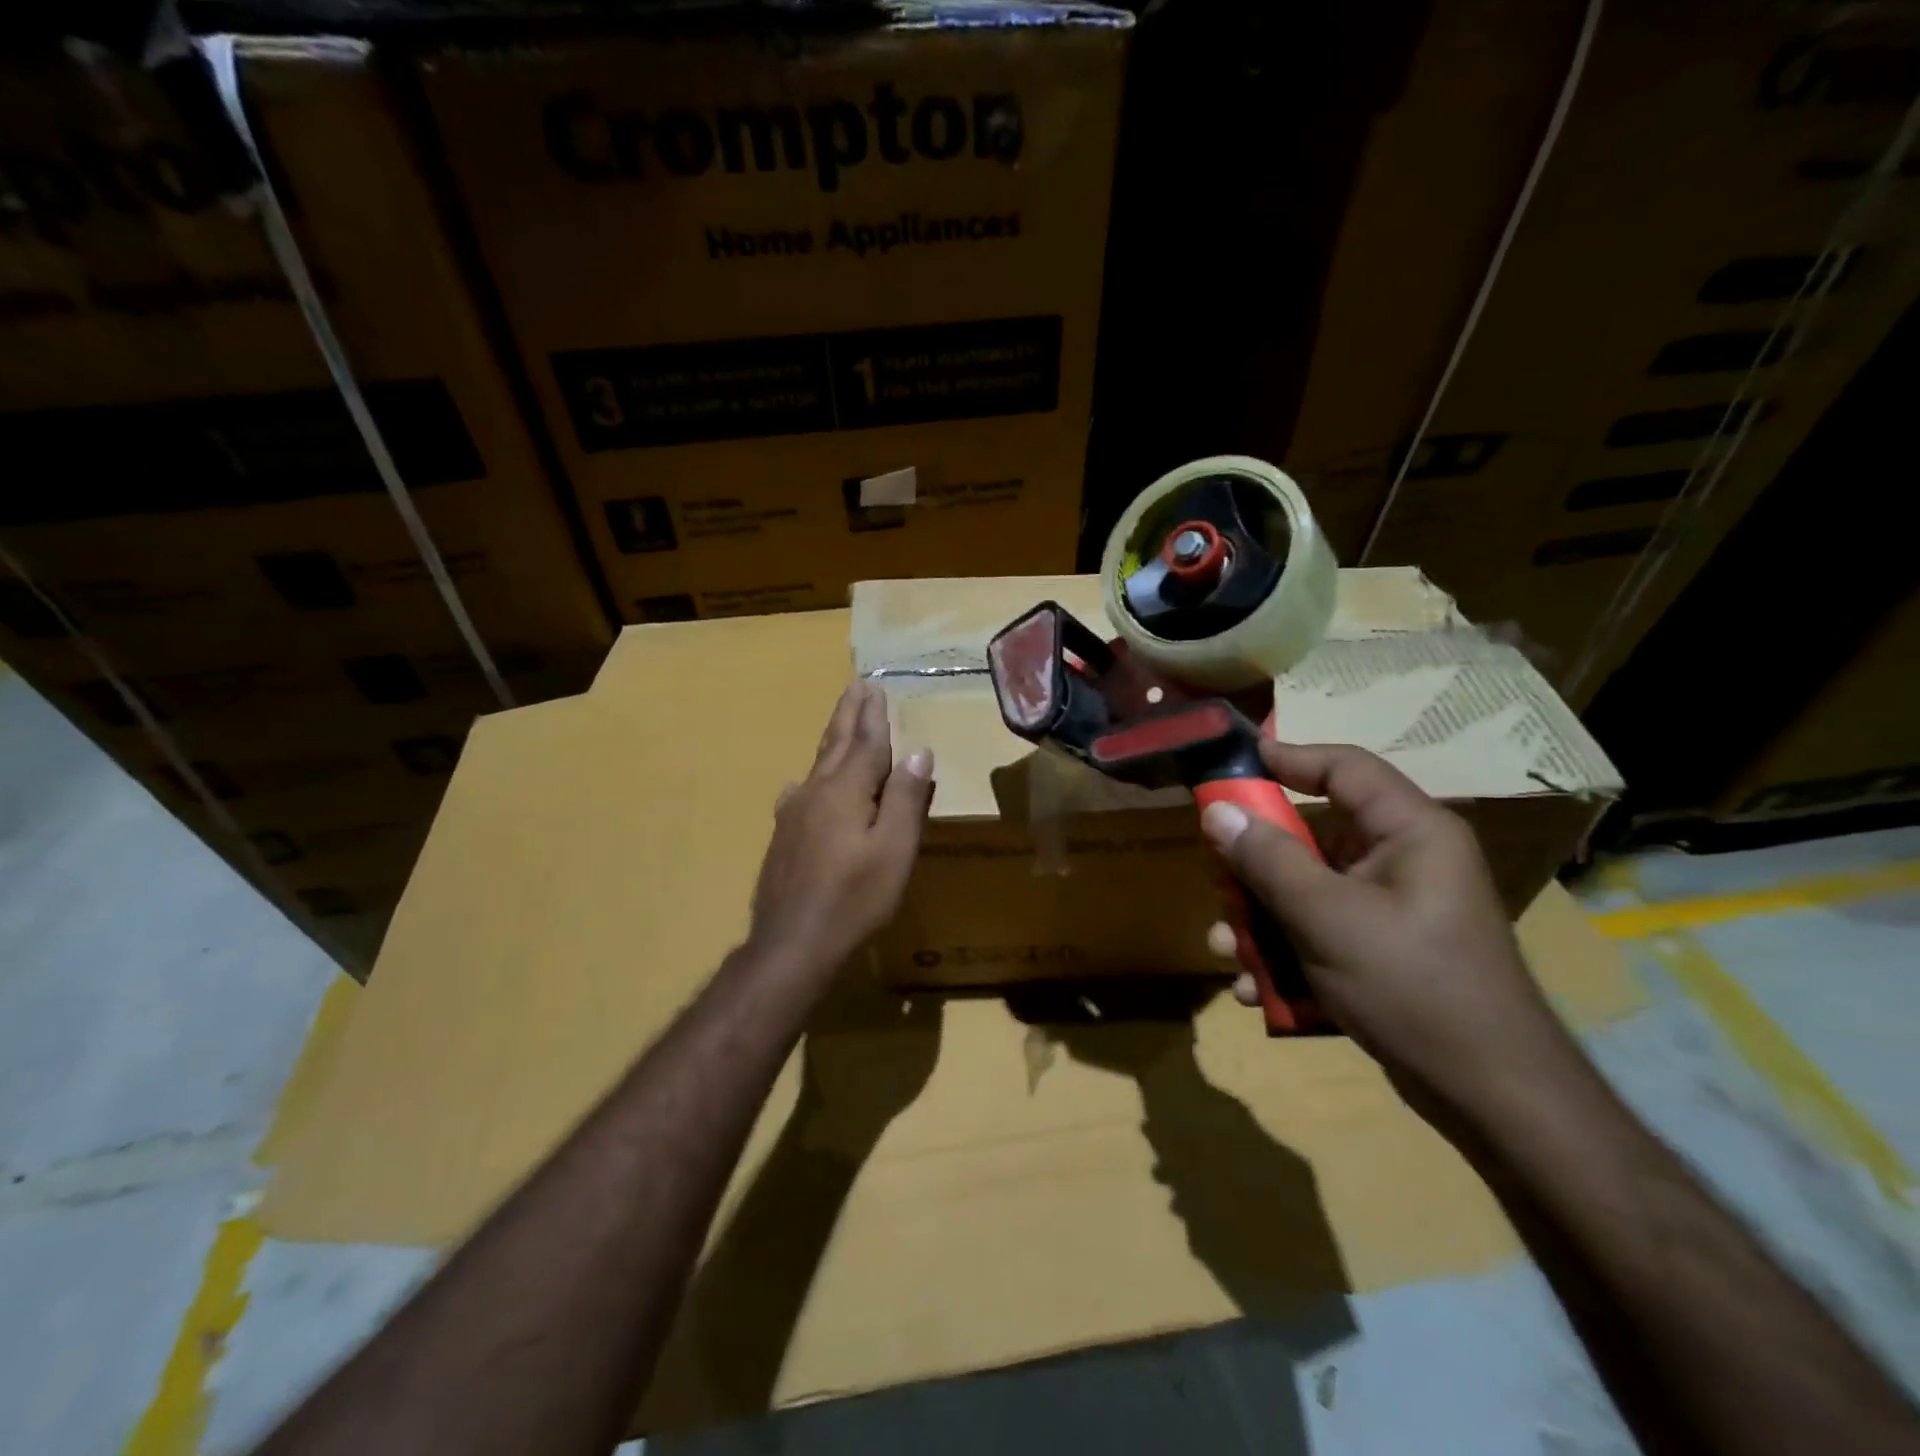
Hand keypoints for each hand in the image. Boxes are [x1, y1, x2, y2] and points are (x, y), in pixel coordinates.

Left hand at [747, 682, 934, 975]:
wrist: (792, 943)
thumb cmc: (854, 898)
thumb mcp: (895, 850)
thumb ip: (906, 799)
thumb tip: (918, 751)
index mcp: (846, 790)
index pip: (866, 743)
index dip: (874, 716)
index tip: (875, 688)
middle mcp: (815, 792)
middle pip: (836, 744)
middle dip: (848, 715)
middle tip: (856, 687)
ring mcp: (793, 814)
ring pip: (817, 765)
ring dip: (832, 740)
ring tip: (840, 724)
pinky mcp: (783, 837)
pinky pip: (801, 793)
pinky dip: (810, 778)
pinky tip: (802, 784)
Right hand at [1202, 742, 1576, 1117]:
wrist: (1491, 1097)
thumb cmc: (1413, 986)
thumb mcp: (1328, 918)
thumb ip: (1268, 860)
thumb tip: (1218, 812)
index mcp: (1410, 832)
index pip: (1345, 768)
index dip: (1287, 758)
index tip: (1231, 763)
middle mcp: (1403, 860)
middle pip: (1311, 834)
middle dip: (1255, 863)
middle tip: (1215, 877)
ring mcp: (1391, 908)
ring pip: (1306, 889)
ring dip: (1260, 918)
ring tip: (1226, 949)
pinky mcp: (1381, 949)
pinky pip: (1318, 931)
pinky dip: (1284, 953)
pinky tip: (1255, 991)